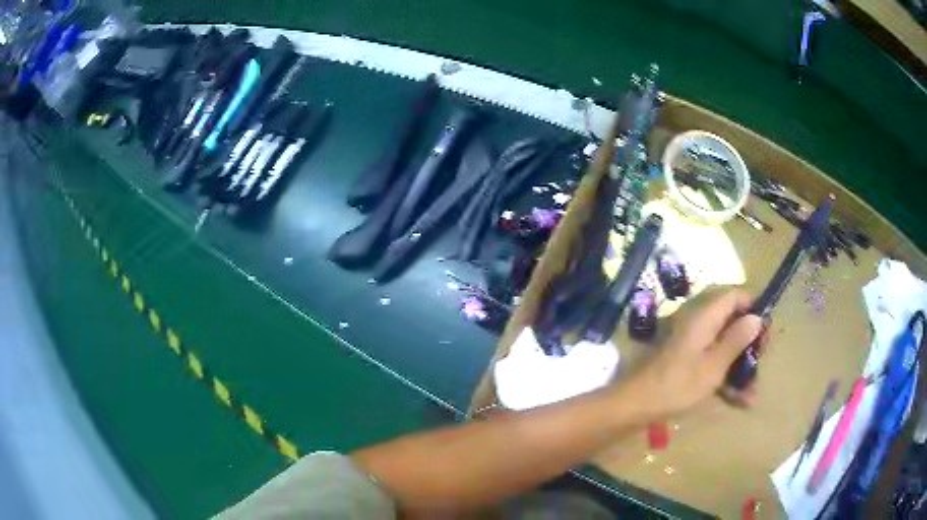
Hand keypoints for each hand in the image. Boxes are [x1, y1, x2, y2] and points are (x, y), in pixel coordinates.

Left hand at [618, 289, 764, 418]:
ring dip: (739, 368)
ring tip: (752, 395)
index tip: (765, 330)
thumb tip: (757, 316)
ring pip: (723, 346)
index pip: (734, 295)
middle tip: (760, 362)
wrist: (636, 404)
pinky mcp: (685, 360)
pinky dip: (724, 378)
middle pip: (731, 322)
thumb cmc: (679, 384)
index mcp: (704, 315)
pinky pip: (711, 362)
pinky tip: (738, 402)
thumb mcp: (714, 365)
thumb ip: (736, 339)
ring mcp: (690, 342)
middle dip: (749, 344)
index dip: (753, 308)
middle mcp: (697, 322)